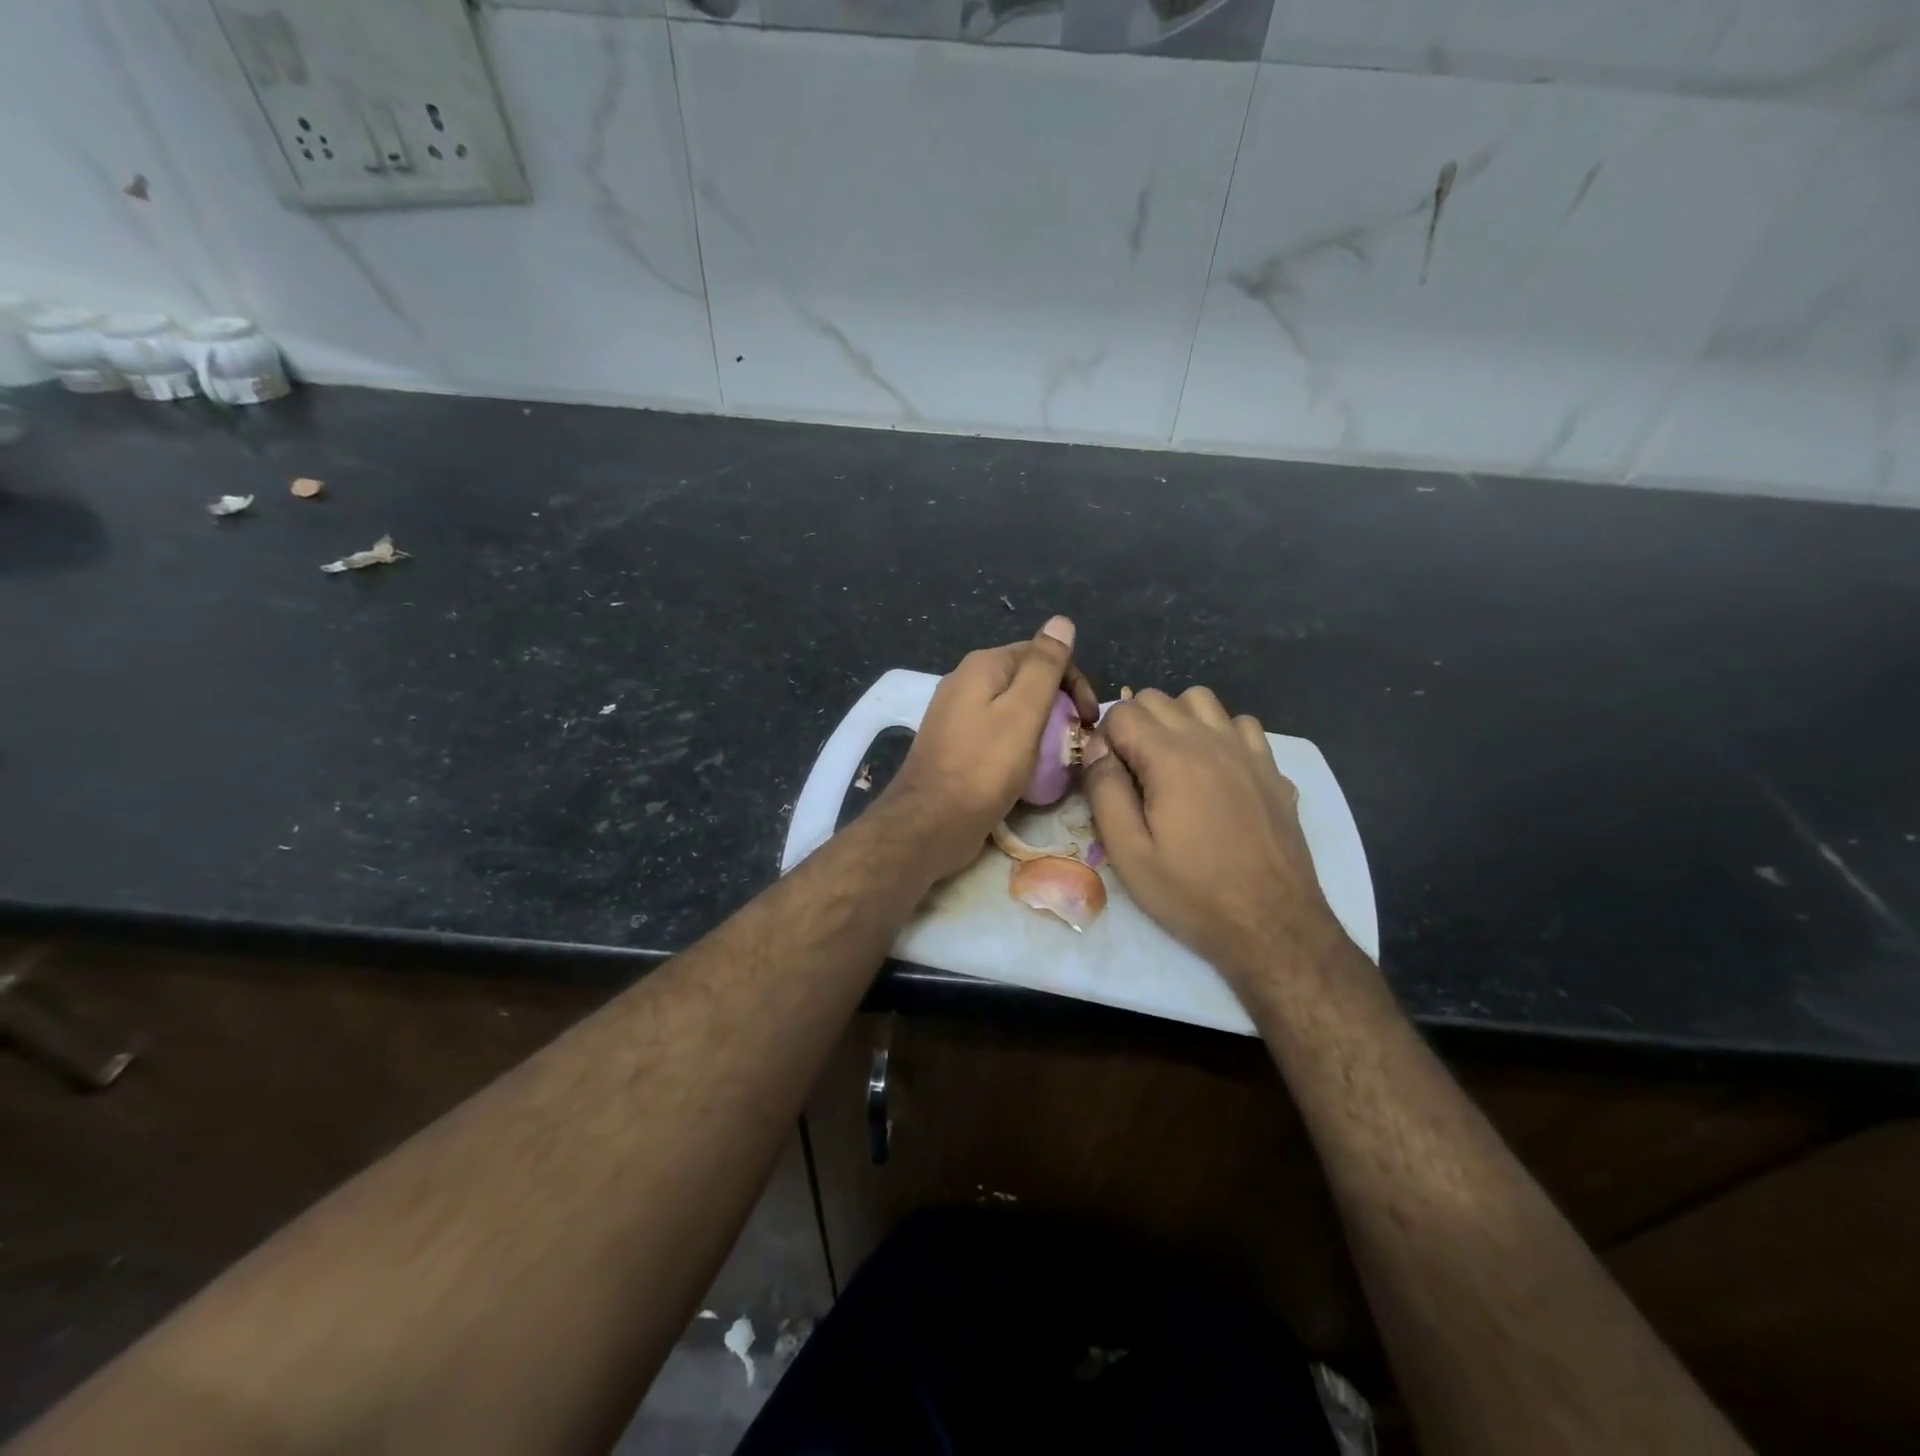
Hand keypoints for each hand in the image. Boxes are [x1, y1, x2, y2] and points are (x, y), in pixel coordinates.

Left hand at [883, 616, 1099, 881]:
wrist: (930, 823)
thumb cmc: (983, 767)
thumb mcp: (1023, 712)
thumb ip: (1044, 666)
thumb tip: (1061, 620)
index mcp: (983, 666)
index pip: (1042, 654)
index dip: (1073, 682)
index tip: (1089, 720)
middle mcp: (965, 681)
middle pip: (1026, 681)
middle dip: (1058, 706)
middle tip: (1077, 741)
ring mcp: (956, 715)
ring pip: (1012, 710)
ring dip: (1041, 728)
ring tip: (1058, 759)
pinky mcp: (955, 745)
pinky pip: (996, 734)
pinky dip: (1018, 745)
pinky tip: (1028, 770)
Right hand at [1082, 687, 1347, 983]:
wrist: (1272, 926)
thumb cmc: (1192, 893)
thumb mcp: (1128, 852)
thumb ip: (1105, 790)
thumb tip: (1097, 749)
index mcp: (1171, 757)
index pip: (1124, 712)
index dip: (1104, 739)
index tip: (1106, 776)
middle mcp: (1211, 740)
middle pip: (1159, 698)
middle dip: (1134, 724)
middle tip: (1131, 773)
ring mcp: (1248, 751)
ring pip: (1202, 700)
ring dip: (1177, 720)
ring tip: (1171, 763)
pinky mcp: (1273, 770)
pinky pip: (1241, 725)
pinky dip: (1220, 734)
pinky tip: (1215, 772)